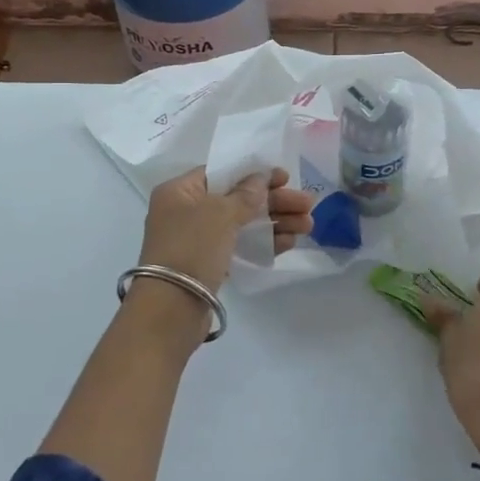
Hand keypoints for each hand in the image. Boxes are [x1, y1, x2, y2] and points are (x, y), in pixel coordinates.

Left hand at [138, 166, 315, 292]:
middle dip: (274, 201)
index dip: (255, 173)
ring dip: (275, 222)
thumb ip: (246, 194)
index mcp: (179, 191)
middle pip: (237, 198)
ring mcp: (197, 240)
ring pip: (242, 224)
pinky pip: (240, 246)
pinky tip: (290, 242)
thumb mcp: (220, 213)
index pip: (221, 172)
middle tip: (307, 204)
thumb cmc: (192, 248)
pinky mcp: (208, 265)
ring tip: (308, 225)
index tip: (285, 177)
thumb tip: (262, 178)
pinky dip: (263, 242)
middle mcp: (185, 212)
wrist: (171, 309)